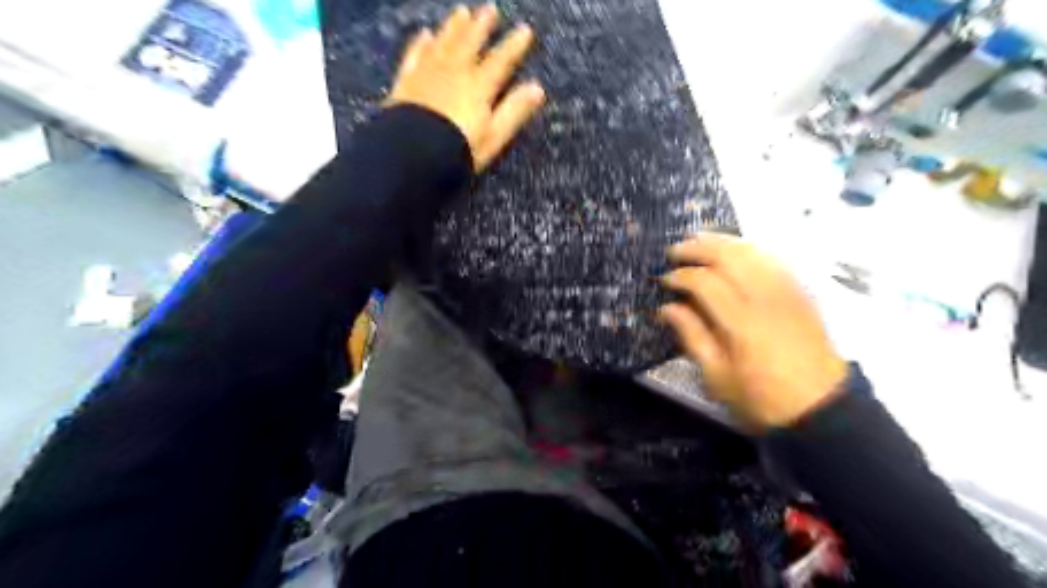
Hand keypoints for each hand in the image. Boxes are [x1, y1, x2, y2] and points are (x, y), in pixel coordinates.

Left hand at [387, 2, 547, 171]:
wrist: (413, 154)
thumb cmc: (459, 150)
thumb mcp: (494, 136)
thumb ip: (514, 111)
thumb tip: (538, 89)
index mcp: (479, 87)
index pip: (501, 61)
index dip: (514, 45)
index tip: (524, 30)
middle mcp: (454, 72)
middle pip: (470, 43)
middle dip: (482, 26)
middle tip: (490, 9)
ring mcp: (427, 73)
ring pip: (443, 42)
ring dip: (454, 27)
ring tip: (462, 12)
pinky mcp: (406, 81)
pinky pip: (415, 54)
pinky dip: (420, 43)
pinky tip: (424, 34)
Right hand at [662, 234, 850, 430]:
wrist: (820, 407)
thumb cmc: (761, 398)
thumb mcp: (717, 377)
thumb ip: (692, 336)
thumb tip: (667, 308)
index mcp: (741, 322)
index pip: (706, 282)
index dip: (681, 276)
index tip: (664, 281)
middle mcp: (765, 298)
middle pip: (730, 257)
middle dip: (699, 248)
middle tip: (675, 250)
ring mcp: (787, 292)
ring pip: (753, 252)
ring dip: (723, 242)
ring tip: (700, 241)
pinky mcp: (800, 293)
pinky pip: (773, 259)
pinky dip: (750, 249)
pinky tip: (736, 251)